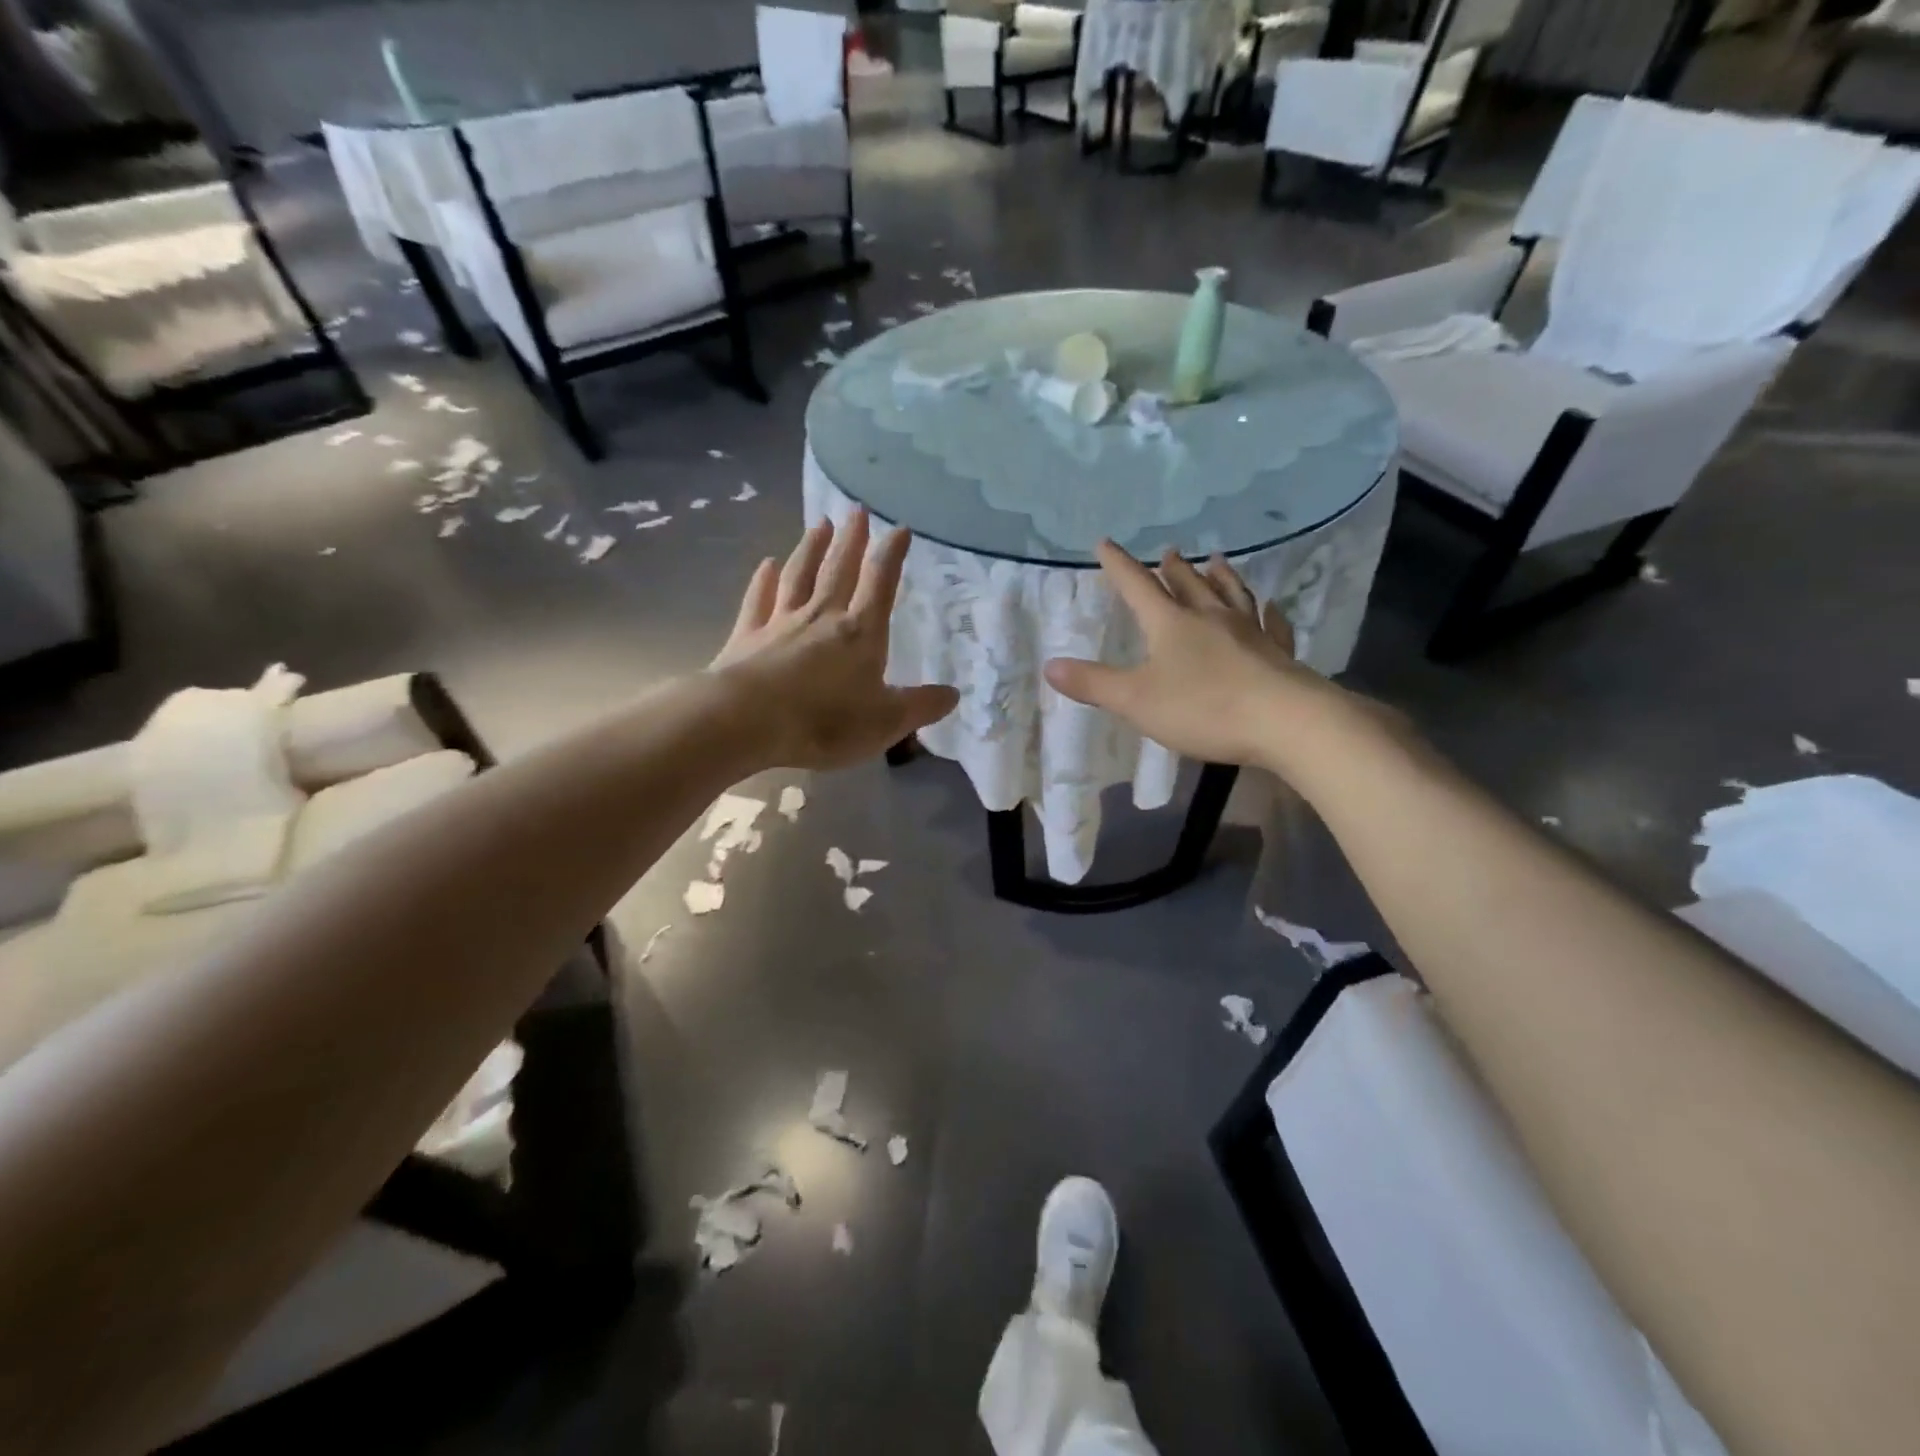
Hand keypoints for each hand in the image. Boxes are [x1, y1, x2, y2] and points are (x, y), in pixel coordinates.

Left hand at [711, 511, 958, 769]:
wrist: (747, 721)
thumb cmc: (824, 721)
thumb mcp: (886, 722)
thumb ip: (921, 706)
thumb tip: (953, 694)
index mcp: (860, 633)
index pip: (881, 584)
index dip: (892, 555)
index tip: (900, 528)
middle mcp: (822, 617)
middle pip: (839, 570)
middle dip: (851, 540)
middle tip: (857, 511)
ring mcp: (781, 623)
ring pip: (799, 576)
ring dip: (811, 548)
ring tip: (819, 523)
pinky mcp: (747, 637)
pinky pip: (758, 600)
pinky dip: (763, 580)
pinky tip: (766, 564)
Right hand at [1043, 543, 1351, 770]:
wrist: (1285, 721)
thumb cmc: (1203, 708)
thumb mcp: (1136, 701)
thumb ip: (1093, 684)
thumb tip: (1050, 666)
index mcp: (1171, 624)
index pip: (1138, 587)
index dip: (1119, 566)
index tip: (1106, 543)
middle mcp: (1210, 617)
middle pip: (1188, 584)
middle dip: (1173, 568)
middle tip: (1169, 550)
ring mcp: (1250, 632)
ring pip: (1232, 595)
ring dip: (1221, 576)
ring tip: (1218, 560)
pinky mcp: (1278, 653)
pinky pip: (1273, 624)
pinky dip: (1270, 612)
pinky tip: (1273, 606)